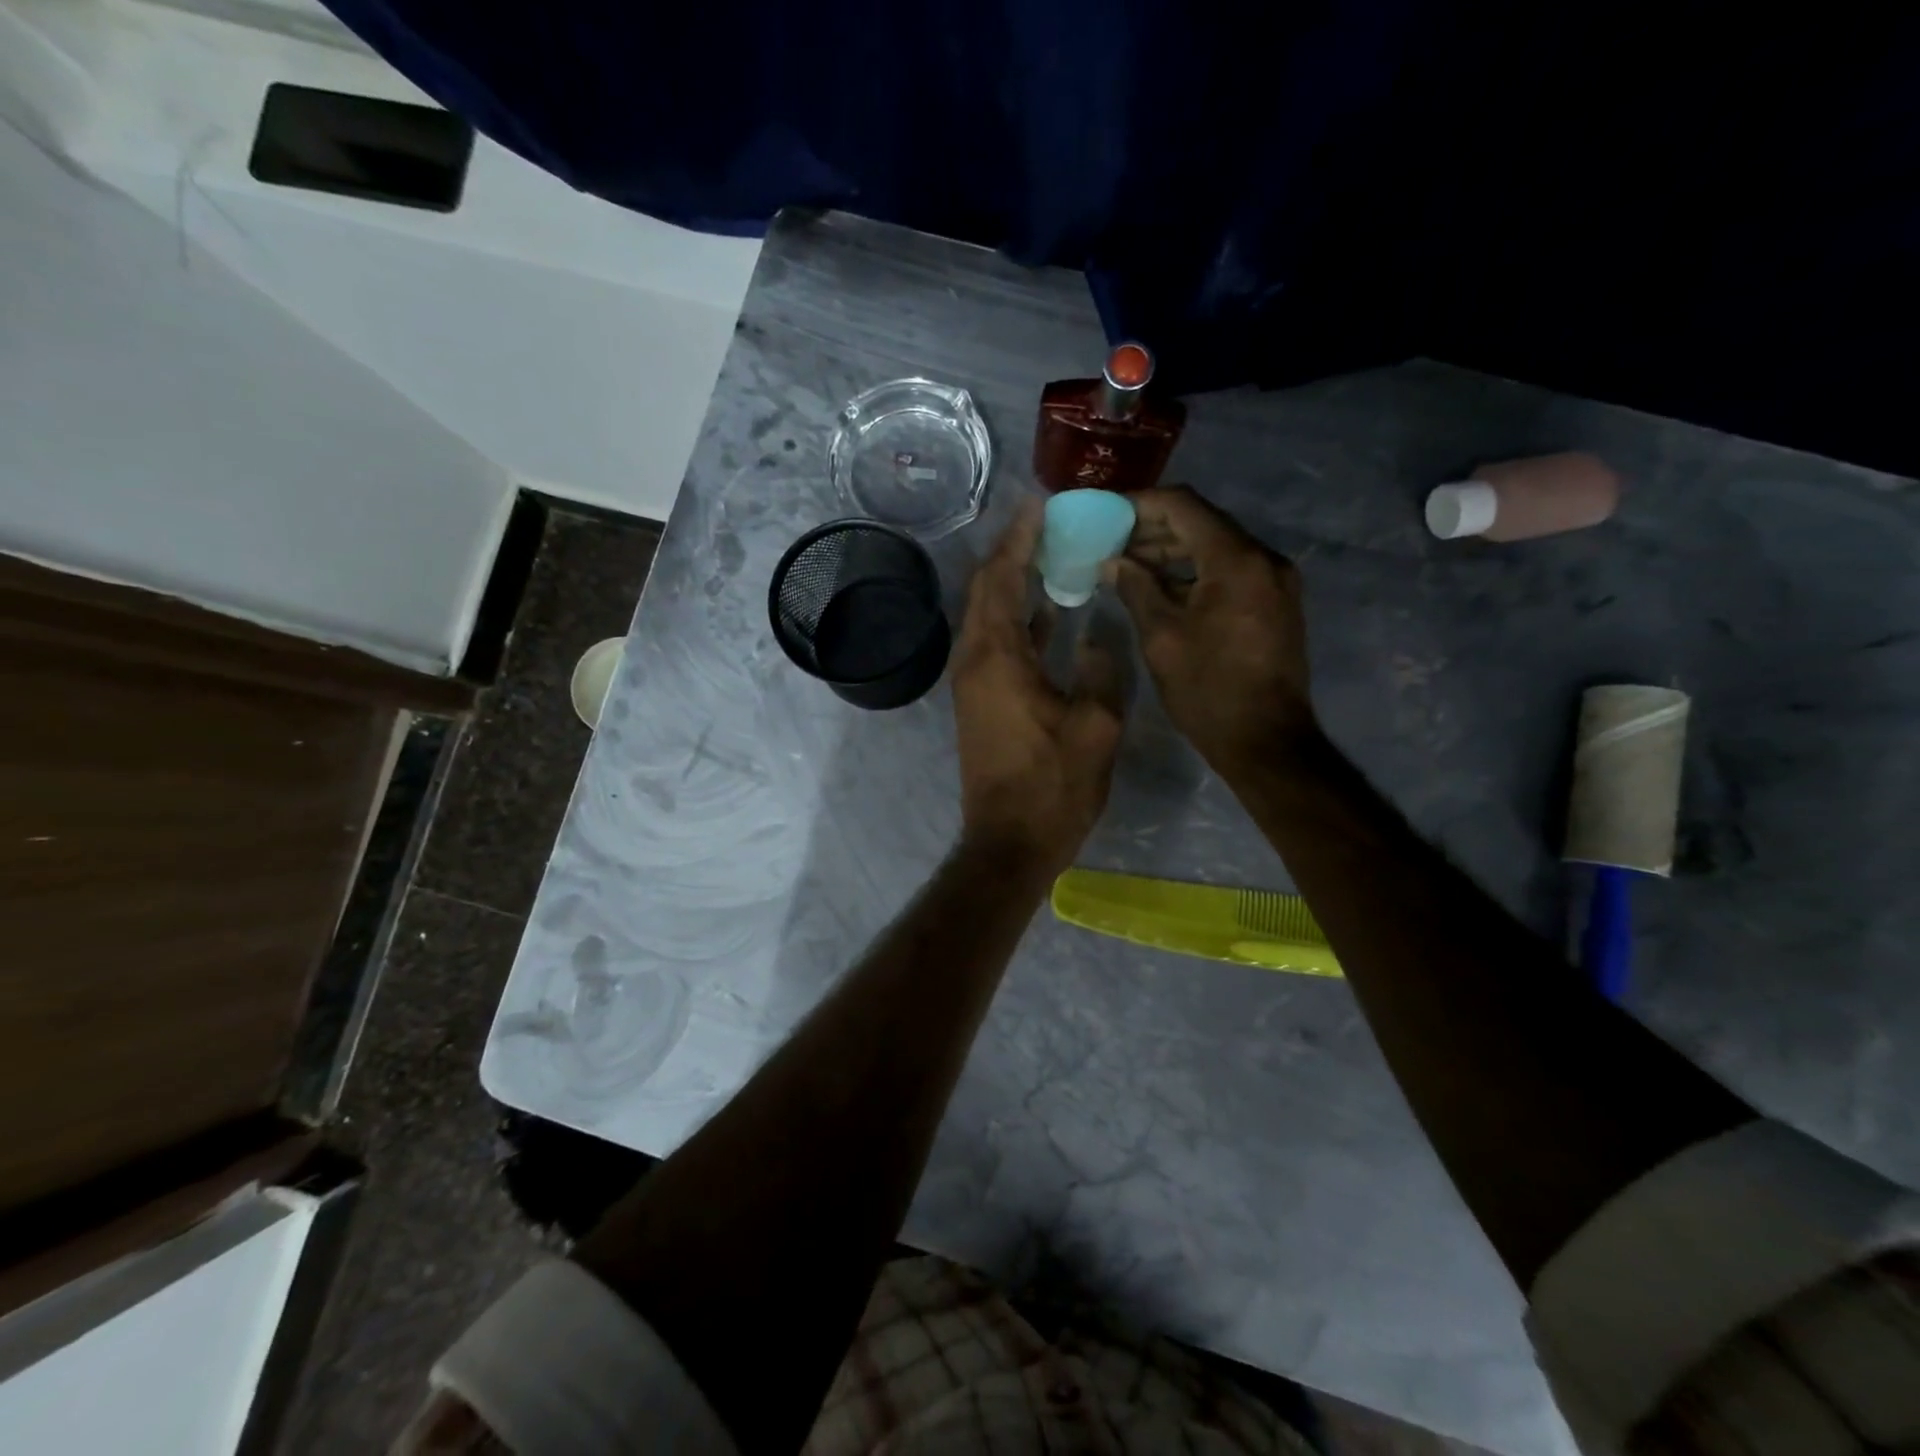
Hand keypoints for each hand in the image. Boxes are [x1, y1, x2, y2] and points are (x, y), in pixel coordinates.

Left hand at [952, 503, 1124, 876]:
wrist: (1009, 842)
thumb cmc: (1053, 786)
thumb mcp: (1096, 726)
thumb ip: (1100, 669)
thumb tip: (1095, 635)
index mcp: (997, 657)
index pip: (1001, 577)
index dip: (1020, 537)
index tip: (1041, 503)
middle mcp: (974, 660)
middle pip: (987, 589)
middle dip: (1014, 551)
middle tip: (1050, 522)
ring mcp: (973, 682)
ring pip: (990, 615)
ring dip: (1015, 582)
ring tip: (1053, 554)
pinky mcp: (981, 701)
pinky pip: (997, 642)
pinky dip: (1019, 619)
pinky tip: (1051, 612)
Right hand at [1104, 486, 1315, 772]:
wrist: (1266, 741)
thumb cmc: (1208, 691)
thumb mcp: (1161, 638)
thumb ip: (1136, 589)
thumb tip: (1114, 561)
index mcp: (1236, 560)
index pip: (1183, 506)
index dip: (1140, 504)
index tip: (1106, 515)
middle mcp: (1263, 559)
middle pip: (1202, 523)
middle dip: (1154, 529)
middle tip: (1111, 544)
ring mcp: (1275, 580)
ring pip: (1217, 547)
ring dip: (1174, 552)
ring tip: (1129, 566)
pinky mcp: (1276, 602)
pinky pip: (1230, 571)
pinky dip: (1195, 572)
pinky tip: (1162, 588)